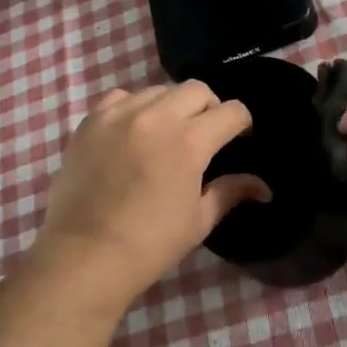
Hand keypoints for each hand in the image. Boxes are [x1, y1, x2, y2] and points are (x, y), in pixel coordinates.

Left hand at [36, 82, 270, 304]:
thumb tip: (262, 187)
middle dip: (210, 107)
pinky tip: (133, 131)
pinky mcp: (91, 121)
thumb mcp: (198, 221)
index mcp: (189, 142)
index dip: (242, 123)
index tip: (240, 137)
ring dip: (172, 106)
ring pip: (158, 90)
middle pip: (196, 89)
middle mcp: (156, 117)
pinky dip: (134, 107)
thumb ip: (230, 192)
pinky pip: (120, 98)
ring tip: (166, 133)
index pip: (231, 111)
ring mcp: (119, 115)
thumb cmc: (149, 245)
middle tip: (205, 134)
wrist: (83, 256)